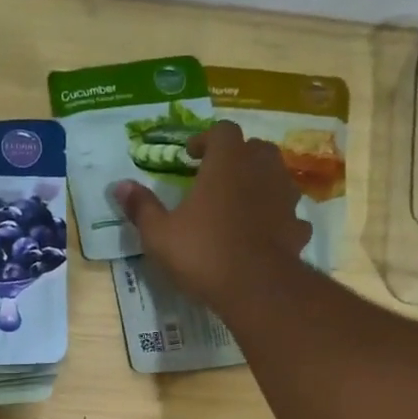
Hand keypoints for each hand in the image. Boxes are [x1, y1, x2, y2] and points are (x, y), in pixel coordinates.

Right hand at [108, 120, 309, 308]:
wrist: (255, 288)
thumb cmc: (203, 253)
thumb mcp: (159, 234)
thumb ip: (142, 207)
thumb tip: (120, 186)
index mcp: (227, 163)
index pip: (222, 131)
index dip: (206, 139)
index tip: (191, 155)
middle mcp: (261, 170)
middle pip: (255, 148)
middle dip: (238, 157)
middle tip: (218, 177)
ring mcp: (285, 198)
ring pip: (276, 178)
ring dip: (260, 184)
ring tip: (241, 204)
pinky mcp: (297, 227)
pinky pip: (288, 215)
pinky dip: (277, 219)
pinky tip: (264, 235)